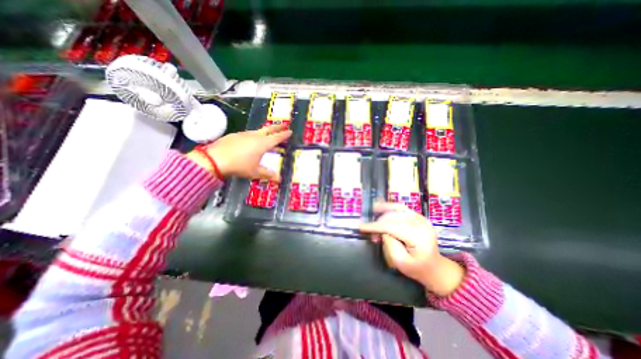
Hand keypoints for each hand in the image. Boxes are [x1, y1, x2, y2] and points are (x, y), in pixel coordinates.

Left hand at [187, 125, 292, 180]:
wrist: (215, 159)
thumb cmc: (239, 165)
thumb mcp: (255, 172)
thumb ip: (268, 174)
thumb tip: (278, 179)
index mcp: (263, 144)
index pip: (277, 137)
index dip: (285, 135)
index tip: (290, 131)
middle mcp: (255, 136)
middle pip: (269, 129)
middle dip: (278, 127)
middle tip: (284, 126)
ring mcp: (245, 134)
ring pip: (258, 131)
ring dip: (266, 131)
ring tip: (268, 135)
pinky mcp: (235, 135)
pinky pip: (249, 134)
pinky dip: (254, 136)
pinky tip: (251, 141)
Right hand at [358, 203, 463, 297]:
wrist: (436, 268)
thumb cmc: (417, 269)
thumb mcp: (400, 262)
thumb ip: (389, 244)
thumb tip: (382, 231)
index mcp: (419, 238)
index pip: (392, 227)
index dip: (375, 226)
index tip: (361, 227)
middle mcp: (421, 224)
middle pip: (394, 217)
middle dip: (379, 222)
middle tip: (370, 232)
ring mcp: (422, 219)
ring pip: (398, 208)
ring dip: (383, 209)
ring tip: (372, 209)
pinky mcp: (419, 217)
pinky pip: (402, 208)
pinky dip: (391, 207)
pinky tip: (382, 206)